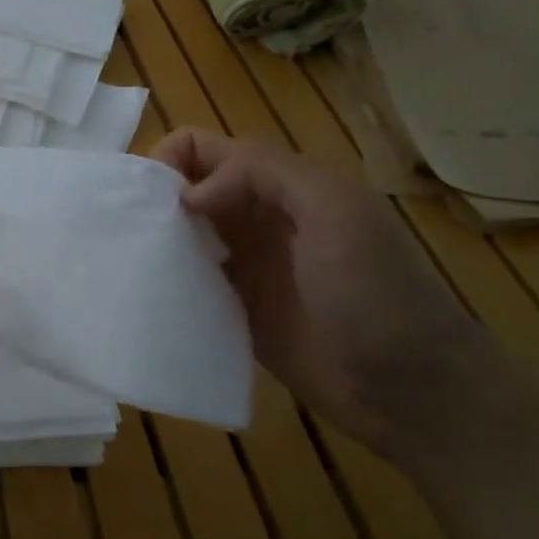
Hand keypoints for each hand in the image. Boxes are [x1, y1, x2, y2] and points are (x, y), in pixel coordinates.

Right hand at [151, 128, 494, 457]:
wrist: (411, 389)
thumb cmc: (377, 292)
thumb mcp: (336, 210)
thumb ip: (264, 175)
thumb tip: (189, 196)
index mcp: (281, 183)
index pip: (206, 148)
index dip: (170, 158)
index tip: (154, 199)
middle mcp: (256, 216)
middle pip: (187, 187)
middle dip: (153, 196)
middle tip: (129, 229)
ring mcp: (244, 264)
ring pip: (182, 232)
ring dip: (154, 236)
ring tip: (127, 258)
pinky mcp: (233, 307)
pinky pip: (188, 279)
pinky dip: (164, 276)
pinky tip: (145, 289)